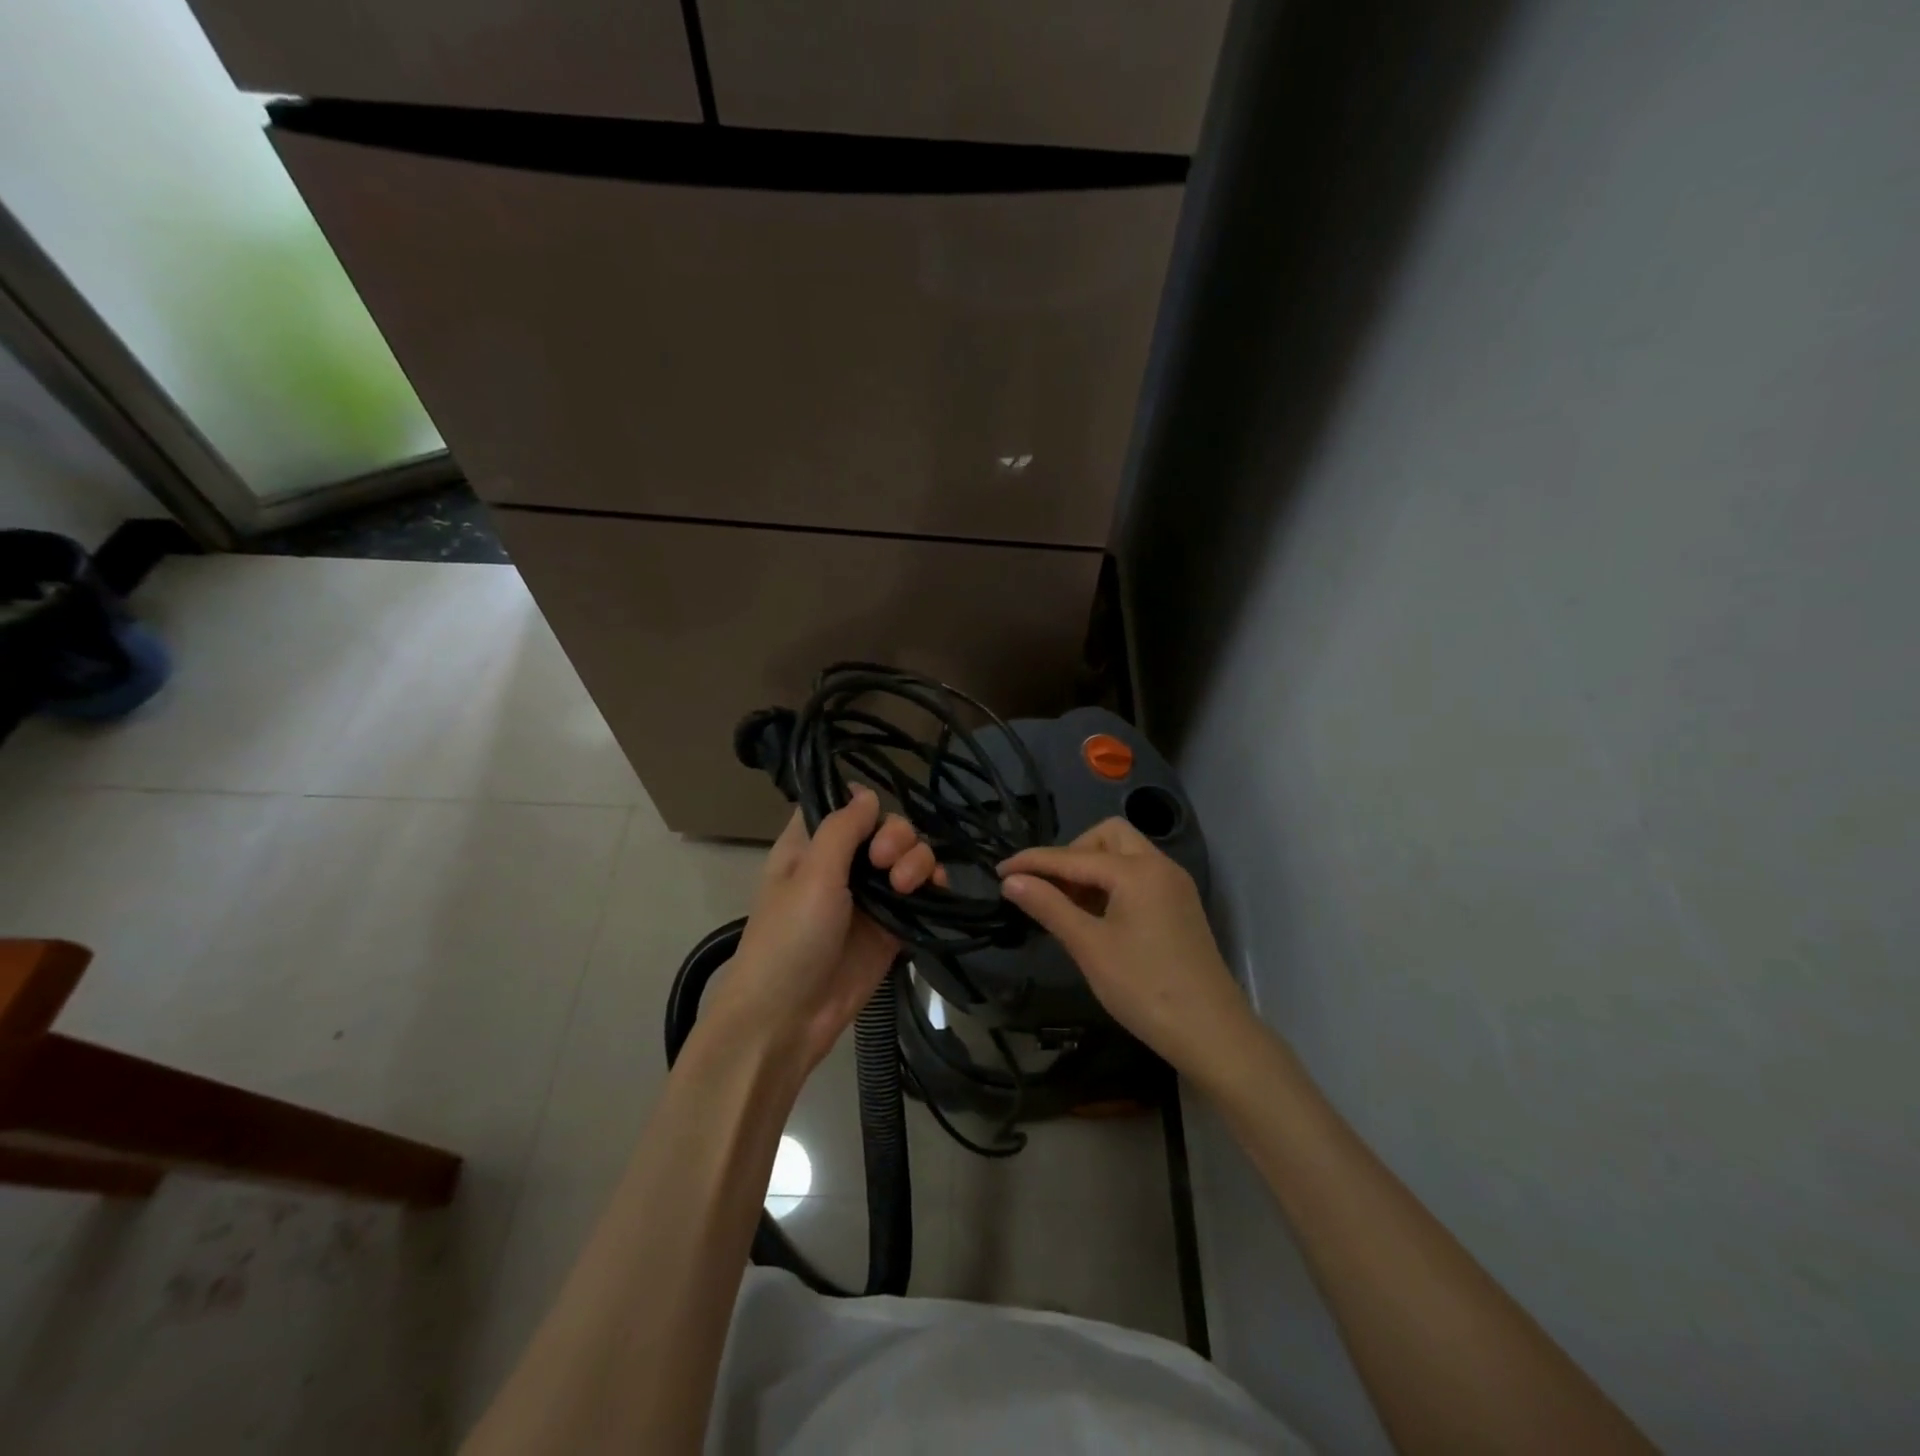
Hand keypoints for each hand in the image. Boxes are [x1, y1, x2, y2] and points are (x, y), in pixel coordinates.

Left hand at [705, 787, 942, 1074]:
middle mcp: (842, 863)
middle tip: (886, 861)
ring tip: (907, 885)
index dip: (864, 803)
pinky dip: (934, 883)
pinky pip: (922, 892)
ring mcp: (870, 894)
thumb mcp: (811, 874)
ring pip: (909, 856)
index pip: (843, 804)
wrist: (788, 1018)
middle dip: (897, 836)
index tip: (872, 819)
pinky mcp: (892, 924)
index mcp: (811, 845)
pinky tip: (936, 887)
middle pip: (886, 827)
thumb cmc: (789, 938)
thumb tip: (866, 793)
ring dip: (918, 859)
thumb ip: (842, 829)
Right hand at [998, 818, 1251, 1079]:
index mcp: (1137, 871)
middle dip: (1072, 854)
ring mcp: (1174, 885)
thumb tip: (1011, 881)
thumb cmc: (1144, 988)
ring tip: (1067, 906)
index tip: (999, 871)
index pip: (1073, 856)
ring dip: (1092, 868)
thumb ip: (1049, 907)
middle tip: (1048, 889)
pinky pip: (1139, 876)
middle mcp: (1159, 866)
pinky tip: (1096, 916)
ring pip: (1125, 854)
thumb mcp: (1089, 947)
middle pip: (1107, 836)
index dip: (1033, 862)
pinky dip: (1112, 883)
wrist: (1212, 1033)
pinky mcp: (1180, 905)